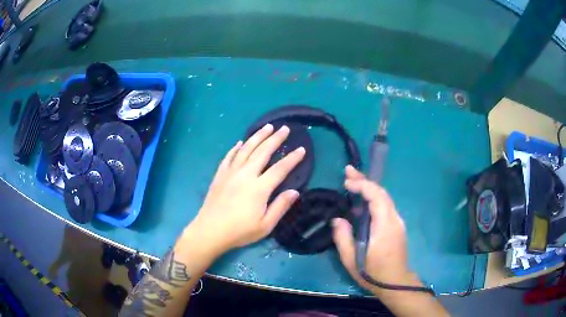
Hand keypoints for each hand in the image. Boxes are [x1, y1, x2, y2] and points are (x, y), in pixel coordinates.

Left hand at [190, 124, 305, 255]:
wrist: (210, 231)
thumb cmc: (239, 231)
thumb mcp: (265, 225)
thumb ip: (280, 206)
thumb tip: (295, 191)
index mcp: (259, 188)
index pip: (280, 169)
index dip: (292, 158)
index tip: (301, 149)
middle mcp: (246, 174)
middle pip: (263, 152)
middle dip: (275, 139)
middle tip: (284, 128)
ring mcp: (231, 172)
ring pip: (246, 149)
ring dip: (257, 136)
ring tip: (267, 127)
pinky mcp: (220, 175)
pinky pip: (229, 156)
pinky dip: (236, 148)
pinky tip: (240, 142)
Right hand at [332, 166, 415, 291]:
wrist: (395, 283)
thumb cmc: (372, 273)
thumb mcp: (351, 260)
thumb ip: (342, 238)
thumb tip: (337, 219)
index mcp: (385, 226)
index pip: (377, 197)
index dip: (362, 185)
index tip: (346, 182)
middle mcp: (395, 219)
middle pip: (382, 193)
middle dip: (365, 180)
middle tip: (348, 171)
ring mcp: (398, 222)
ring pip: (384, 198)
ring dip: (369, 188)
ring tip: (352, 182)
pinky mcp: (397, 226)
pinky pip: (385, 207)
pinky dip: (373, 199)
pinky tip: (361, 203)